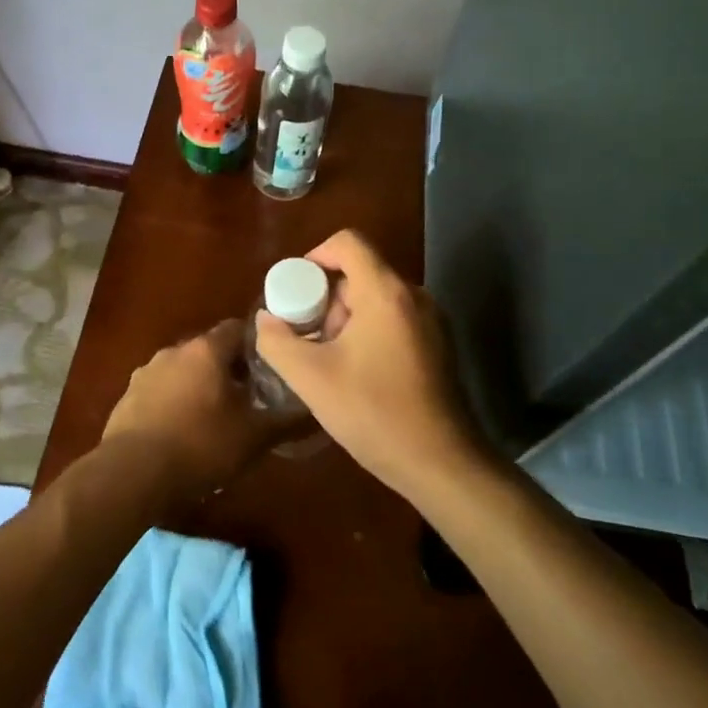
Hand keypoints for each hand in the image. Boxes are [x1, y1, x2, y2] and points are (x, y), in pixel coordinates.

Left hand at [102, 319, 298, 503]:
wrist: (132, 474)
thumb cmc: (200, 446)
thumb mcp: (253, 438)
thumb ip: (286, 421)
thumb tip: (315, 411)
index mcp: (206, 350)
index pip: (238, 329)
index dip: (257, 344)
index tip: (272, 366)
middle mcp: (174, 351)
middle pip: (210, 351)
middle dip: (229, 370)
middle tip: (249, 397)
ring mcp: (146, 372)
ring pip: (183, 371)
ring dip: (199, 386)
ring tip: (215, 418)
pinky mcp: (127, 397)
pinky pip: (160, 392)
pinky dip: (174, 403)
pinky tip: (182, 433)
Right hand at [253, 230, 486, 502]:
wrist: (442, 464)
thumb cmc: (375, 413)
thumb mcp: (311, 378)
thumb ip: (277, 341)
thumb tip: (266, 319)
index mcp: (386, 292)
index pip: (348, 242)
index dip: (314, 256)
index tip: (295, 292)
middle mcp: (413, 296)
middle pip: (360, 272)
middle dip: (325, 298)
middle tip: (305, 335)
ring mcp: (431, 320)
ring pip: (375, 298)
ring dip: (344, 318)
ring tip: (325, 358)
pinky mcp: (437, 344)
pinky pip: (393, 318)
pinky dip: (367, 330)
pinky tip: (353, 371)